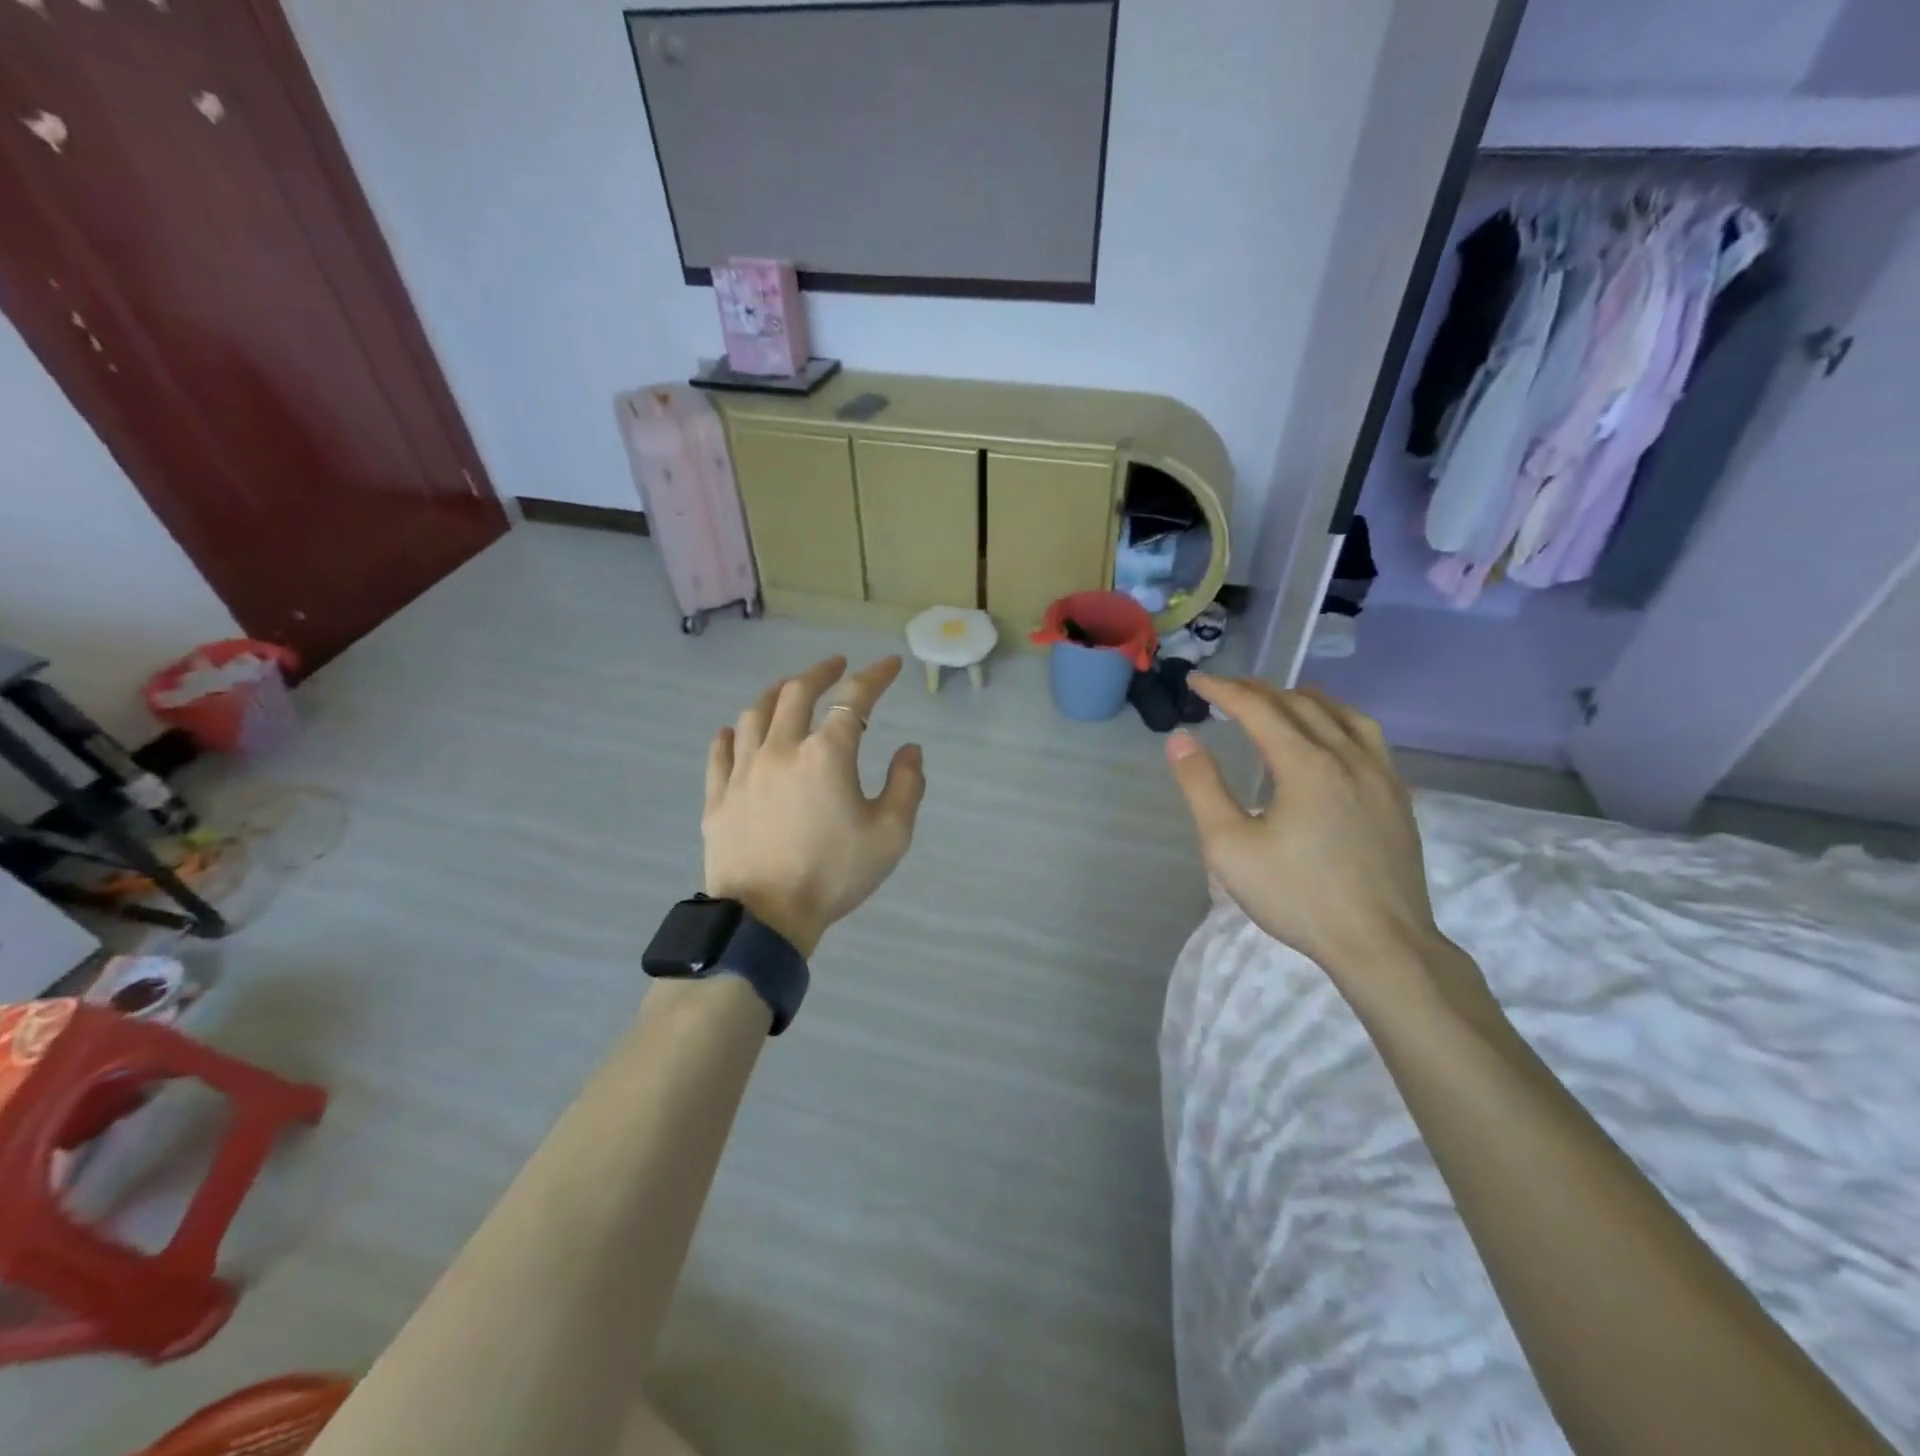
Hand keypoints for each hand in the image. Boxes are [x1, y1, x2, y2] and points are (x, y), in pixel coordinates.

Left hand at [703, 656, 925, 957]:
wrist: (766, 918)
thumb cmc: (834, 874)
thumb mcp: (891, 835)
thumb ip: (907, 785)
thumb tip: (909, 749)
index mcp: (826, 754)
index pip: (854, 698)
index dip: (875, 676)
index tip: (890, 665)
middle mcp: (781, 749)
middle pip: (796, 692)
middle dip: (821, 671)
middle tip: (837, 665)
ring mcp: (743, 771)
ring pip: (754, 713)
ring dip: (776, 693)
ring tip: (788, 689)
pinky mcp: (718, 795)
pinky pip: (720, 751)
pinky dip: (731, 733)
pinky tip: (735, 730)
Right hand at [1164, 676, 1455, 987]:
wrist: (1381, 944)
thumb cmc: (1297, 896)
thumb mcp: (1229, 846)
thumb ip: (1202, 787)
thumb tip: (1180, 738)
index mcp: (1306, 764)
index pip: (1258, 709)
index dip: (1224, 690)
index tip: (1196, 680)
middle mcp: (1347, 756)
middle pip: (1300, 704)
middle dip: (1259, 690)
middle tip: (1227, 690)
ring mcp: (1381, 775)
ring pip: (1343, 714)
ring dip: (1304, 698)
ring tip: (1281, 698)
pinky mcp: (1398, 797)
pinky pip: (1368, 737)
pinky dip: (1339, 720)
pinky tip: (1332, 738)